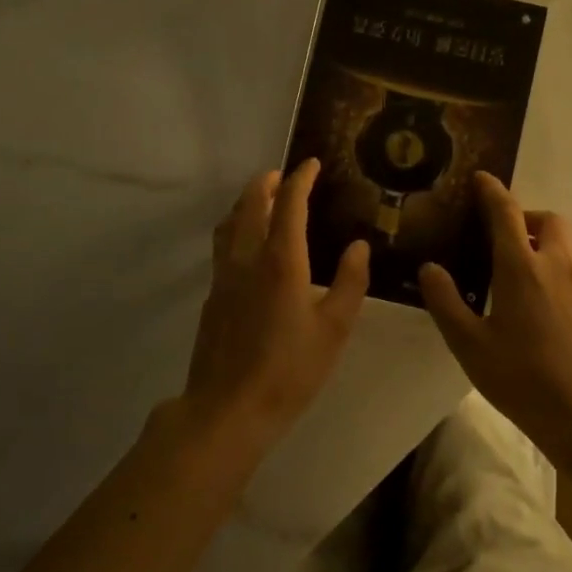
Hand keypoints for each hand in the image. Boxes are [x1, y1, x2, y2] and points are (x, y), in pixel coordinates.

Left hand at [181, 159, 370, 461]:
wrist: (228, 408)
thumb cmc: (289, 370)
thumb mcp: (334, 329)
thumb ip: (350, 282)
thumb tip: (359, 245)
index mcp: (281, 261)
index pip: (289, 204)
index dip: (300, 179)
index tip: (311, 164)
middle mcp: (247, 258)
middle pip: (251, 205)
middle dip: (267, 183)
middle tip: (283, 175)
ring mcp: (224, 276)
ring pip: (230, 223)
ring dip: (246, 202)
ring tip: (261, 199)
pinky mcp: (212, 296)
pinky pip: (222, 246)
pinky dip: (236, 228)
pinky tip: (246, 244)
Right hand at [419, 172, 571, 451]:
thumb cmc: (522, 376)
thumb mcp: (469, 343)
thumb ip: (446, 301)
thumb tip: (430, 268)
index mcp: (521, 266)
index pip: (507, 212)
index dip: (492, 190)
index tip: (480, 177)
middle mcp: (553, 265)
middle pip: (548, 219)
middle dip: (525, 214)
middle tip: (498, 232)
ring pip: (561, 243)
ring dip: (538, 238)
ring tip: (507, 263)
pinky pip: (566, 266)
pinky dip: (547, 262)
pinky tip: (526, 295)